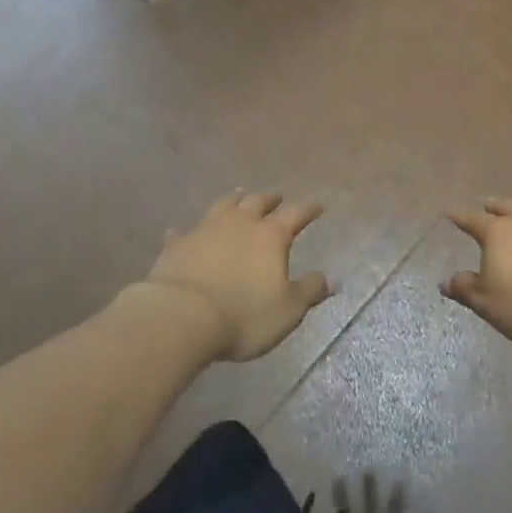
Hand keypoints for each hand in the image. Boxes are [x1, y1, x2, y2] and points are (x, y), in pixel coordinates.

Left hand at [147, 191, 331, 361]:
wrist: (183, 316)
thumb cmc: (244, 315)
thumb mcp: (288, 310)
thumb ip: (310, 291)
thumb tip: (333, 279)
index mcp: (271, 236)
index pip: (296, 214)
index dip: (308, 209)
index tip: (317, 205)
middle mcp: (240, 223)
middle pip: (257, 202)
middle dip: (270, 199)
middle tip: (276, 197)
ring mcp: (206, 229)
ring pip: (223, 205)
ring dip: (233, 200)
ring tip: (238, 196)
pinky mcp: (178, 244)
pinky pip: (184, 232)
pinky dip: (187, 231)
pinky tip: (181, 231)